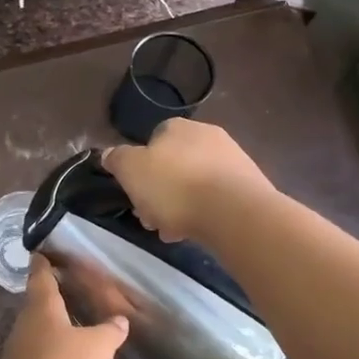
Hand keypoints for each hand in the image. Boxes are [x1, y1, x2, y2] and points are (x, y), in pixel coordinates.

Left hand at [0, 257, 128, 358]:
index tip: (42, 252)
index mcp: (42, 307)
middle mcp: (25, 324)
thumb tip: (120, 320)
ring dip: (53, 330)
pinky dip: (52, 357)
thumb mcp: (98, 347)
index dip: (43, 263)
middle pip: (37, 305)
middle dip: (52, 299)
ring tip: (75, 329)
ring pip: (37, 333)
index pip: (40, 276)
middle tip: (71, 292)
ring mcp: (18, 352)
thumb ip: (110, 331)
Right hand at [101, 119, 275, 241]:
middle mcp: (208, 136)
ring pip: (195, 184)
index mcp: (177, 127)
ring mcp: (232, 160)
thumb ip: (117, 159)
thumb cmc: (174, 186)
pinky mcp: (249, 186)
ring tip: (172, 231)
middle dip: (160, 191)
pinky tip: (195, 231)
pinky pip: (216, 198)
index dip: (140, 167)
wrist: (233, 211)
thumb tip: (109, 153)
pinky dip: (204, 213)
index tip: (135, 191)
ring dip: (180, 205)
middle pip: (174, 165)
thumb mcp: (130, 170)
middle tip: (151, 217)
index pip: (153, 140)